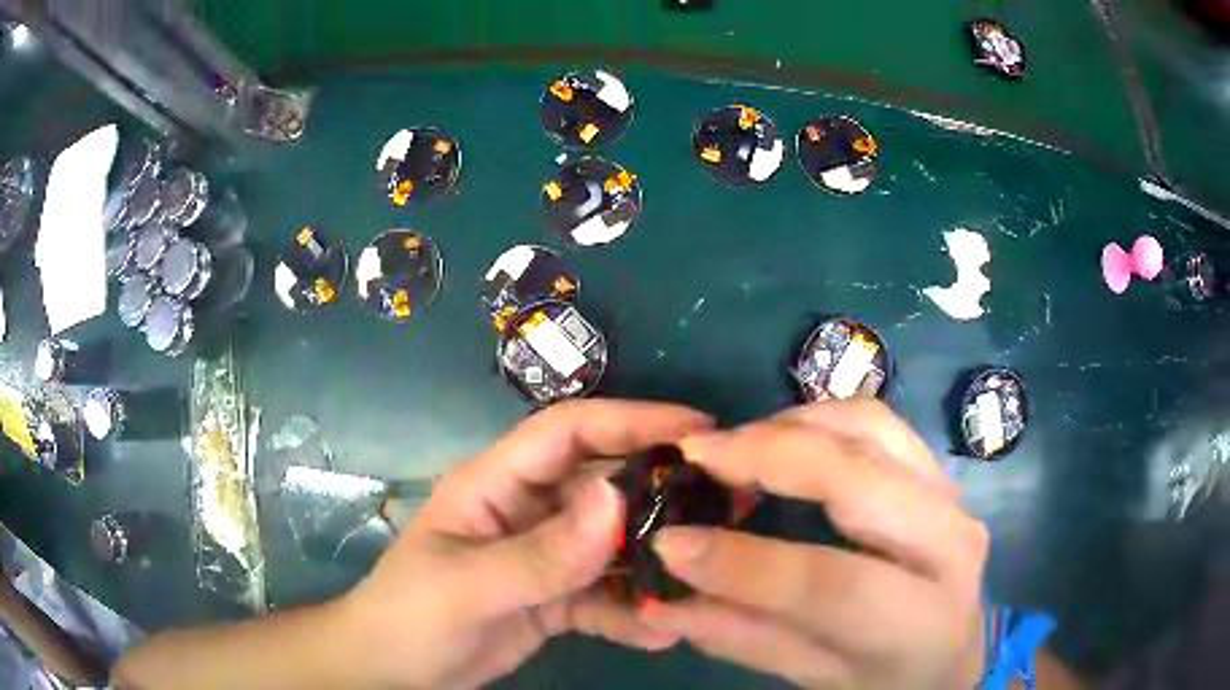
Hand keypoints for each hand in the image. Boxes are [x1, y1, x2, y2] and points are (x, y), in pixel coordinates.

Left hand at [339, 399, 711, 688]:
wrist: (393, 671)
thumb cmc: (410, 615)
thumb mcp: (468, 587)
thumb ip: (540, 554)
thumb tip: (615, 501)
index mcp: (496, 485)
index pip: (568, 432)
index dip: (631, 420)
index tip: (698, 432)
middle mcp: (527, 510)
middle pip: (604, 485)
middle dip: (662, 493)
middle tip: (728, 505)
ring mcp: (545, 556)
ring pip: (613, 545)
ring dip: (655, 562)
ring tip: (706, 578)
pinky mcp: (556, 597)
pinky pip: (605, 596)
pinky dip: (633, 612)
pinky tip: (661, 632)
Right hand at [639, 400, 987, 688]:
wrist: (955, 652)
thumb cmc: (887, 678)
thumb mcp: (815, 677)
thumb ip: (744, 637)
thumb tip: (663, 600)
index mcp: (920, 620)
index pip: (830, 584)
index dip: (744, 563)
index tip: (670, 541)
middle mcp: (948, 542)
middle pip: (858, 478)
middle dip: (770, 456)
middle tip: (699, 456)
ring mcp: (950, 495)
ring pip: (871, 427)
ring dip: (793, 423)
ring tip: (735, 446)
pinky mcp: (937, 470)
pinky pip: (877, 421)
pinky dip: (822, 416)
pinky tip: (782, 437)